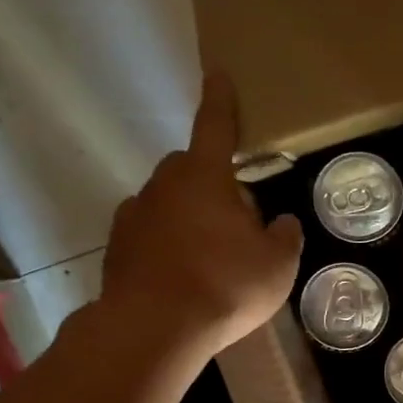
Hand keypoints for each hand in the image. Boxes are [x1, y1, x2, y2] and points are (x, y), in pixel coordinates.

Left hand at [99, 70, 303, 357]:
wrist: (154, 330)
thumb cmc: (224, 286)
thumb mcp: (277, 265)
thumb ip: (285, 237)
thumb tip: (283, 223)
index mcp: (204, 177)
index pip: (216, 126)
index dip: (221, 100)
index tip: (216, 73)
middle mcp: (163, 186)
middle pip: (189, 169)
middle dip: (211, 183)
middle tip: (236, 222)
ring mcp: (133, 216)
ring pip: (167, 203)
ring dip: (187, 217)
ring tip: (208, 259)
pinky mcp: (117, 249)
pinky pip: (149, 235)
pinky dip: (166, 246)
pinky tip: (181, 277)